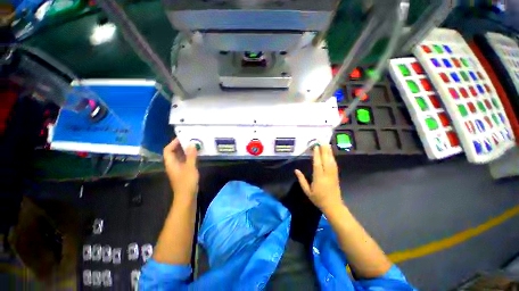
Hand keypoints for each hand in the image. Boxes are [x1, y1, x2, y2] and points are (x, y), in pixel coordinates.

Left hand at [163, 138, 198, 204]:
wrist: (187, 197)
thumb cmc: (187, 182)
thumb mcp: (190, 168)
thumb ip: (191, 156)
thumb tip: (192, 144)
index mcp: (171, 163)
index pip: (168, 150)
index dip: (173, 143)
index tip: (183, 137)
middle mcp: (173, 164)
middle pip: (174, 152)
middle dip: (181, 145)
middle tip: (191, 140)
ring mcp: (178, 168)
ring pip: (180, 156)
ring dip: (186, 150)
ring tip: (194, 145)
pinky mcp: (184, 171)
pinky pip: (185, 161)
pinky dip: (189, 156)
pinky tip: (196, 154)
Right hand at [295, 145, 341, 212]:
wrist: (333, 206)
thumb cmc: (318, 199)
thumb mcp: (307, 191)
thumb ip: (301, 180)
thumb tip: (296, 170)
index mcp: (319, 178)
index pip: (317, 164)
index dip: (317, 155)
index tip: (315, 147)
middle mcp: (327, 175)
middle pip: (326, 160)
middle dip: (324, 150)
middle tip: (322, 141)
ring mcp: (333, 174)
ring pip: (331, 161)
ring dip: (329, 152)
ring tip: (327, 144)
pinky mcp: (336, 175)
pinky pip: (334, 165)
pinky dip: (332, 157)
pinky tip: (331, 153)